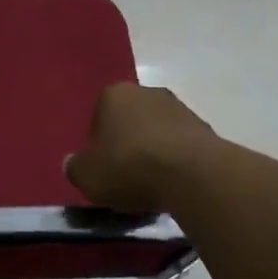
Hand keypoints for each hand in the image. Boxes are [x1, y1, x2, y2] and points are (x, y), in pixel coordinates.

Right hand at [65, 83, 218, 214]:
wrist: (191, 174)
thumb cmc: (128, 166)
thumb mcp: (87, 175)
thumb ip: (75, 167)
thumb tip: (73, 163)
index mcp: (114, 94)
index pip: (98, 116)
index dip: (98, 145)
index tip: (103, 168)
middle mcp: (147, 92)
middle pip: (130, 121)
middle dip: (127, 145)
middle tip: (125, 177)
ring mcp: (179, 107)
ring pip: (157, 132)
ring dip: (153, 153)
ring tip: (151, 186)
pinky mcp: (204, 128)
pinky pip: (180, 146)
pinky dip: (175, 162)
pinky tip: (173, 184)